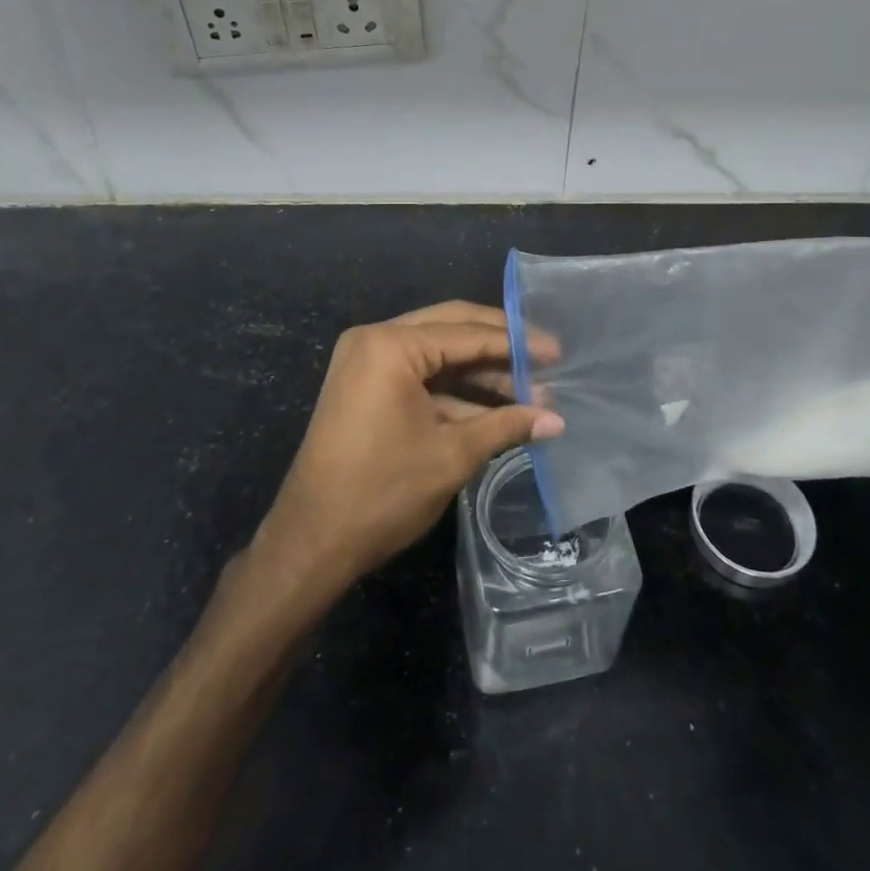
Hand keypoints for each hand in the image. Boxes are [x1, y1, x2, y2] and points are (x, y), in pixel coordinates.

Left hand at [252, 301, 562, 592]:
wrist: (312, 542)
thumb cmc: (382, 492)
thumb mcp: (452, 455)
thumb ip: (506, 426)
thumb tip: (557, 420)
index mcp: (391, 345)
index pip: (467, 333)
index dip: (517, 343)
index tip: (557, 352)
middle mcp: (375, 340)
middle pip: (452, 328)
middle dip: (500, 346)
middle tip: (546, 359)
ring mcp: (367, 362)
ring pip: (438, 353)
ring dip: (481, 373)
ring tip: (531, 392)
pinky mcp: (367, 387)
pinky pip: (420, 375)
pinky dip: (455, 391)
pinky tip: (496, 408)